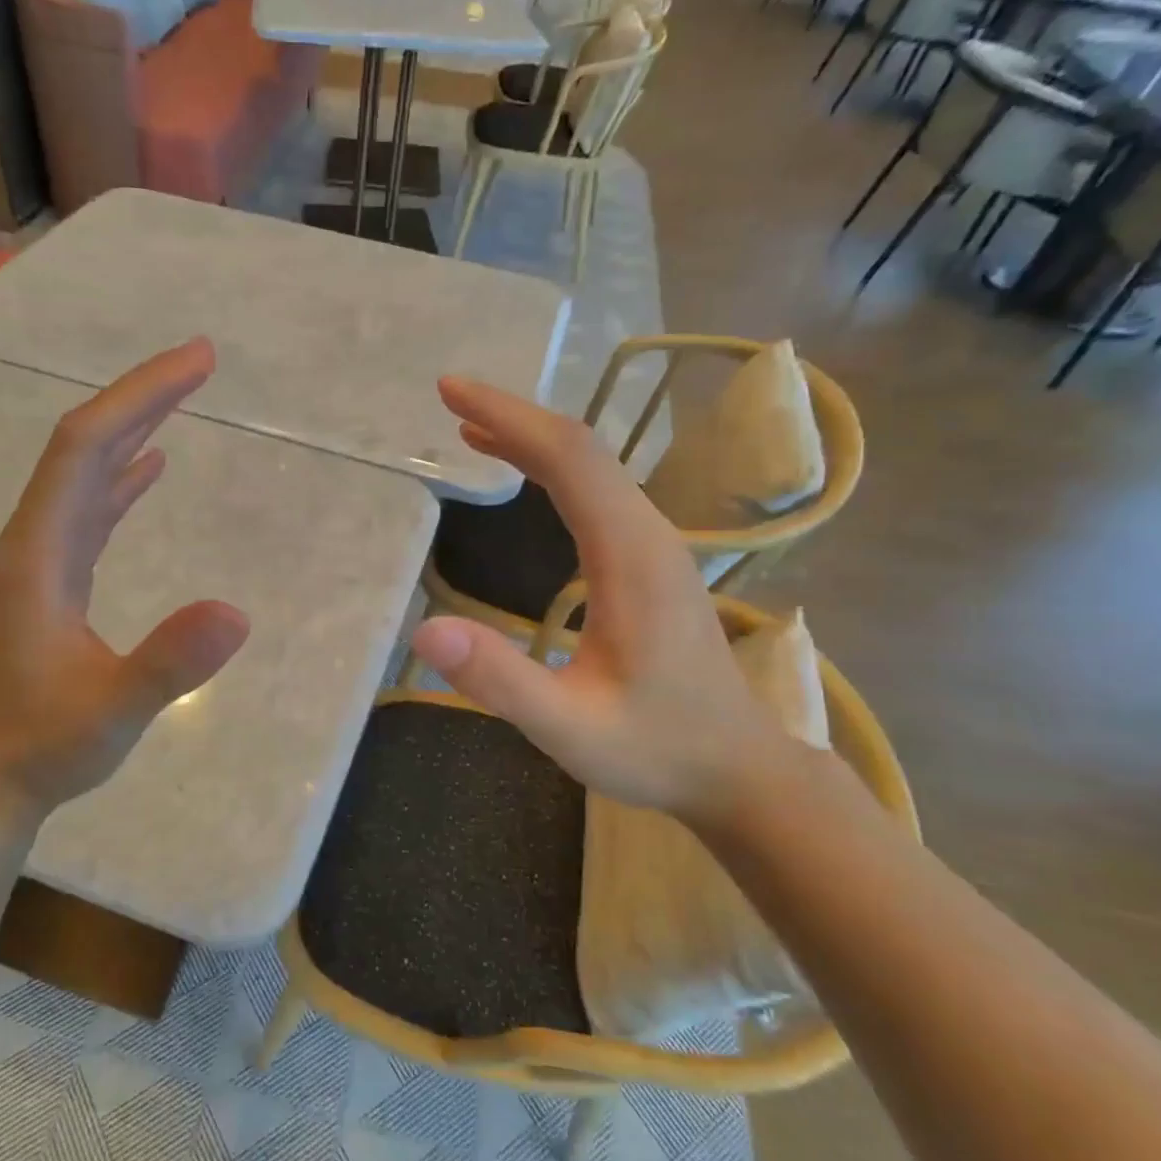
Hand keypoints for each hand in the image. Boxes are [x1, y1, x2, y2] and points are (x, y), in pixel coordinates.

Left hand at [0, 339, 249, 815]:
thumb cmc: (45, 747)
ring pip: (86, 473)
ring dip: (134, 428)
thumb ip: (169, 663)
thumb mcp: (114, 709)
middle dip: (143, 396)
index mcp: (38, 553)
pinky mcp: (54, 581)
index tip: (197, 363)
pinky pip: (91, 508)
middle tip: (201, 361)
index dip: (140, 396)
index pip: (86, 448)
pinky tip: (151, 467)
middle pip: (83, 445)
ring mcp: (42, 560)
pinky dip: (123, 477)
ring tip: (181, 396)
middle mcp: (35, 541)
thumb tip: (239, 612)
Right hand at [409, 378, 787, 822]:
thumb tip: (424, 631)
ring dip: (531, 439)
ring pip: (591, 468)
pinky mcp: (648, 562)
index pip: (569, 459)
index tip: (451, 391)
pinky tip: (524, 479)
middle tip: (450, 398)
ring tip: (471, 429)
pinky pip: (596, 494)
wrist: (737, 769)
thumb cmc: (656, 750)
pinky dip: (551, 470)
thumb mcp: (568, 727)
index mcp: (631, 557)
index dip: (509, 417)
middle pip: (581, 449)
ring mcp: (653, 546)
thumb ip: (500, 681)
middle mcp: (647, 535)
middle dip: (514, 416)